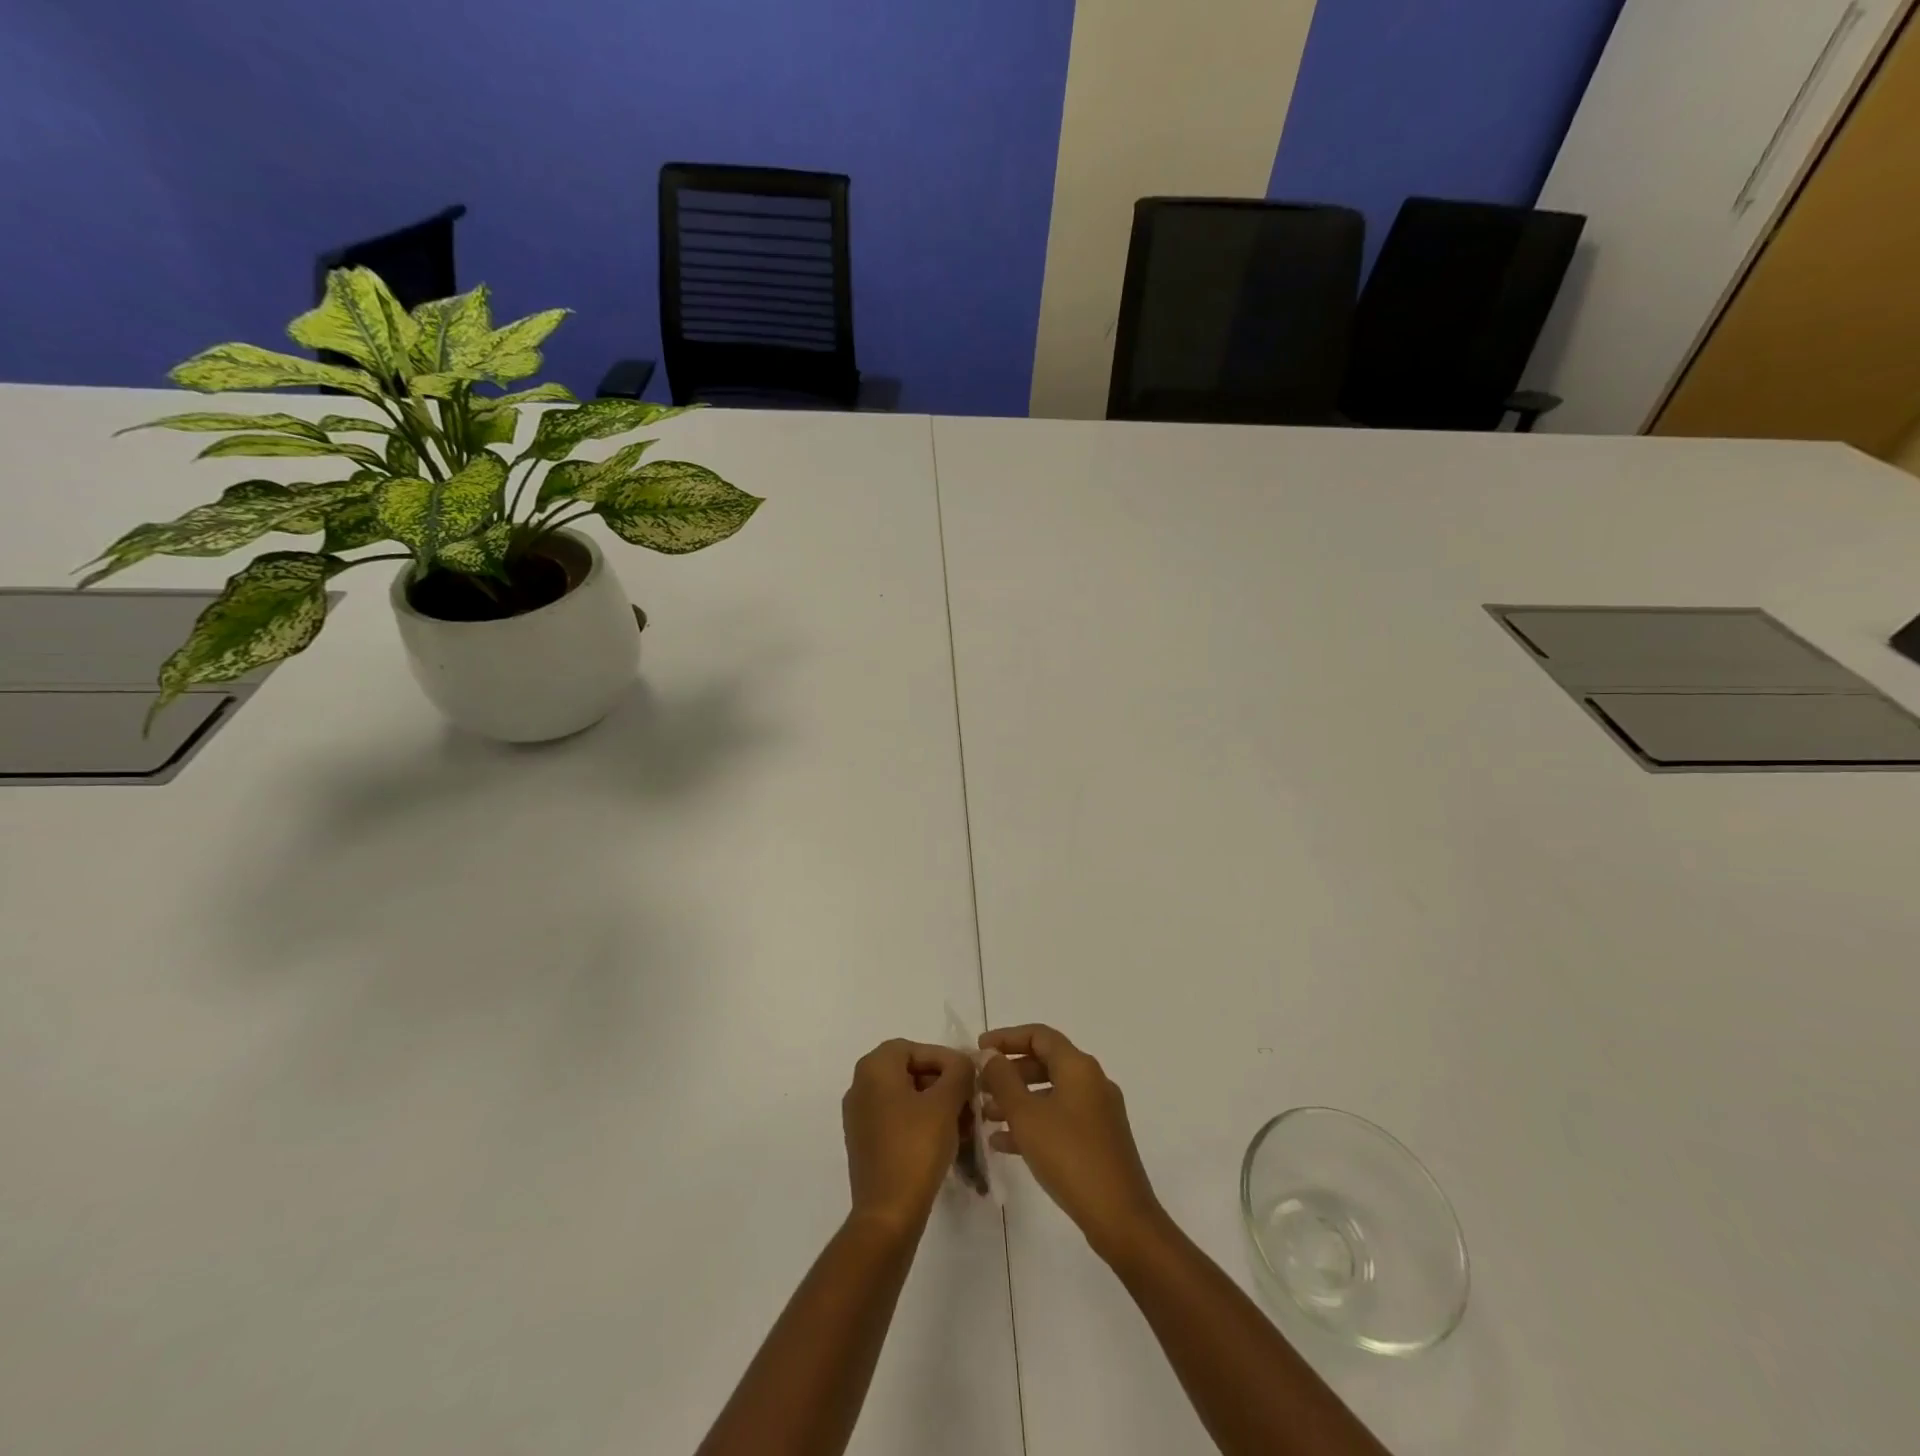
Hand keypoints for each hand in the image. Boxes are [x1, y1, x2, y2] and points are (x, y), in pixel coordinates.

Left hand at [841, 1040, 975, 1237]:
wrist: (888, 1213)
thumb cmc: (916, 1148)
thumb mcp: (945, 1103)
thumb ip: (958, 1072)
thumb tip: (962, 1063)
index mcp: (874, 1068)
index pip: (914, 1048)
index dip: (945, 1059)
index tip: (968, 1078)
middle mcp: (860, 1085)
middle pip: (909, 1071)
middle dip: (942, 1083)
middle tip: (968, 1101)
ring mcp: (859, 1116)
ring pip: (905, 1097)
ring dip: (935, 1105)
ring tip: (963, 1124)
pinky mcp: (865, 1143)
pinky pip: (897, 1120)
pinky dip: (921, 1123)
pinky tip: (946, 1141)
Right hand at [978, 1024, 1165, 1259]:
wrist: (1120, 1217)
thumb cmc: (1069, 1156)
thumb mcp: (1026, 1116)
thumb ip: (1003, 1080)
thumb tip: (990, 1055)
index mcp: (1079, 1067)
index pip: (1039, 1035)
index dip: (1007, 1038)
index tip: (979, 1048)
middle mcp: (1092, 1081)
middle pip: (1045, 1062)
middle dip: (1010, 1072)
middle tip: (980, 1085)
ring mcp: (1098, 1112)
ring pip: (1050, 1093)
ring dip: (1017, 1100)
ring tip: (986, 1116)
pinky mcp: (1099, 1140)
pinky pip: (1060, 1118)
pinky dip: (1033, 1123)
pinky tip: (1004, 1143)